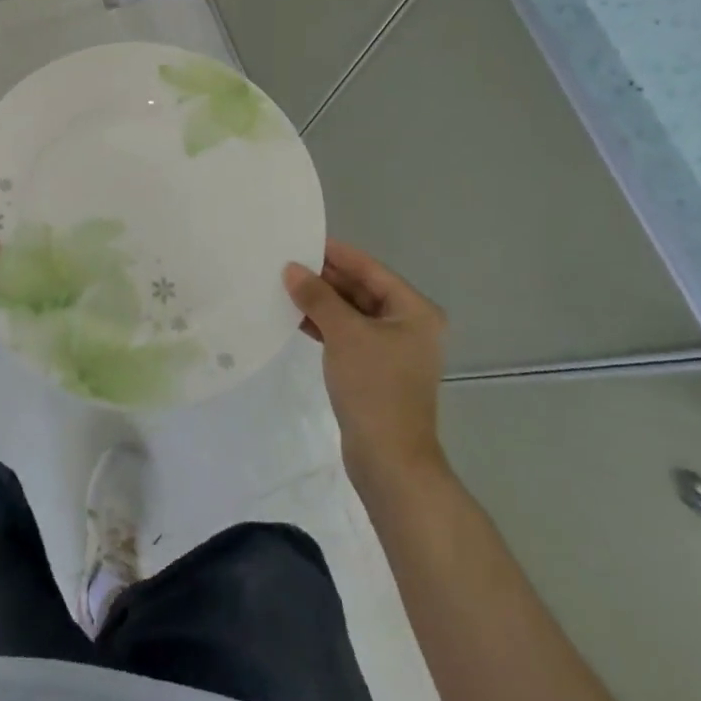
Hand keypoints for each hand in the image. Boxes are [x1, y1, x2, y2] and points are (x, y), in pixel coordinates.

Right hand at [285, 240, 448, 492]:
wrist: (389, 460)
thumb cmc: (374, 387)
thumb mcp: (344, 334)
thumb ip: (318, 297)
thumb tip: (292, 269)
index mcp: (414, 311)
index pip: (371, 269)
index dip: (338, 254)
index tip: (304, 240)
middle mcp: (409, 325)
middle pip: (362, 290)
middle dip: (326, 278)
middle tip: (288, 263)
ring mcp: (393, 350)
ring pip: (353, 314)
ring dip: (322, 302)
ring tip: (286, 286)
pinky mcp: (376, 371)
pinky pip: (348, 336)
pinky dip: (325, 326)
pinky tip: (296, 318)